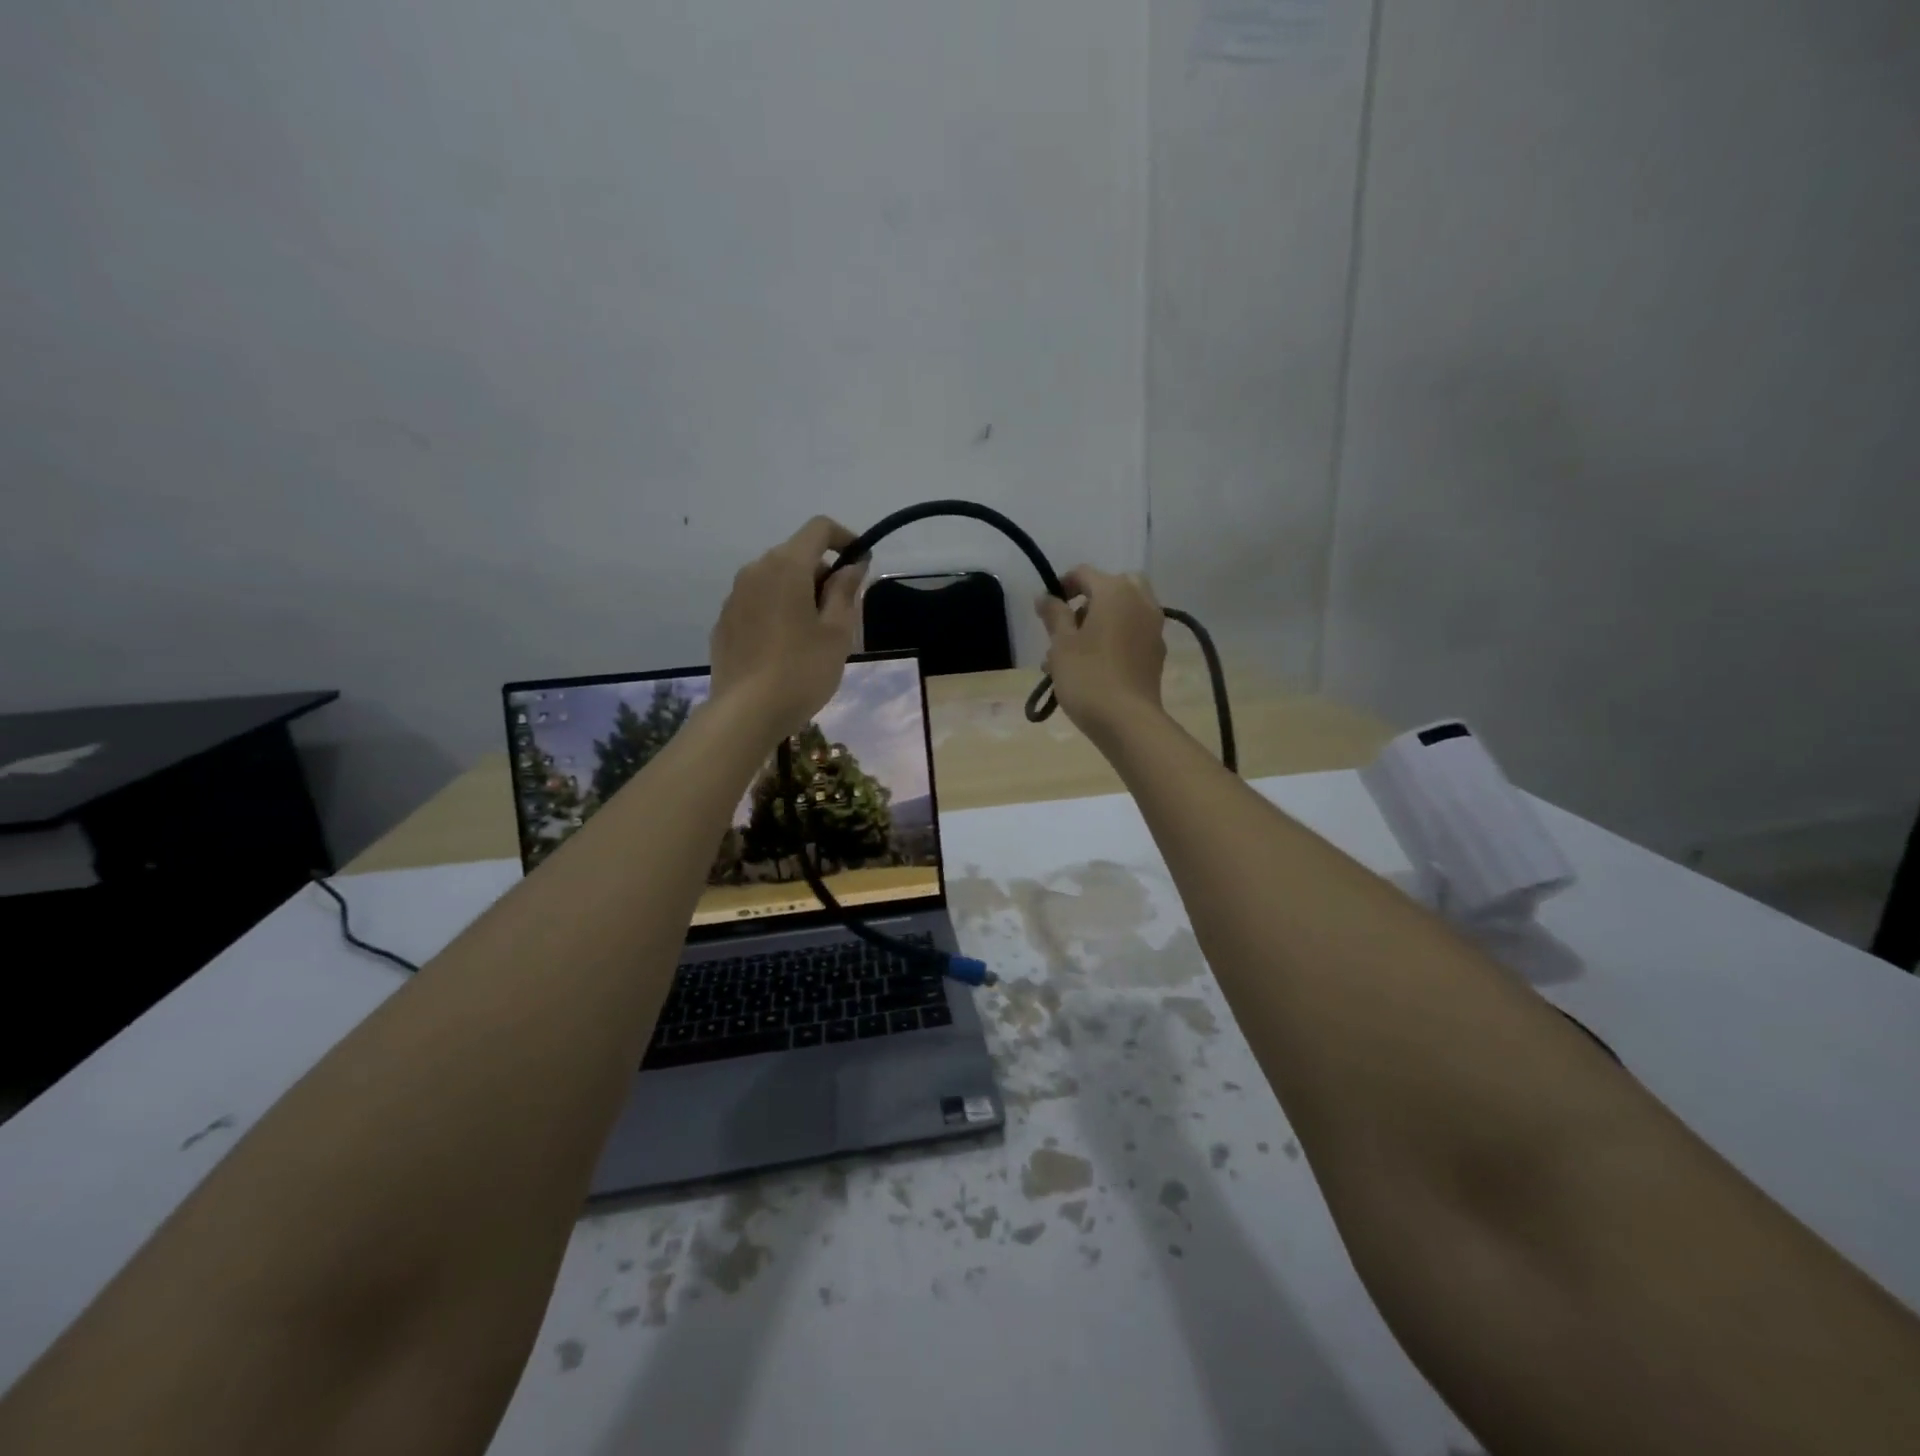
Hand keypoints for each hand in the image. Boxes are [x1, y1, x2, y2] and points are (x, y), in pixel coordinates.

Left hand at [710, 517, 867, 739]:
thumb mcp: (837, 633)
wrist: (745, 713)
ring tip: (814, 635)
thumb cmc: (802, 671)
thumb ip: (846, 591)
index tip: (861, 563)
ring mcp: (734, 596)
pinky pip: (758, 603)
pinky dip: (777, 611)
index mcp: (787, 567)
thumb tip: (853, 564)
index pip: (818, 529)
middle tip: (843, 613)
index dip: (845, 538)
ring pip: (775, 580)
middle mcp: (755, 571)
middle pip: (796, 555)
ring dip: (800, 593)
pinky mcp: (724, 622)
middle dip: (823, 573)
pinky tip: (786, 648)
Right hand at [1036, 566, 1167, 741]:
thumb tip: (1046, 596)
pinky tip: (1092, 666)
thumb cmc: (1087, 677)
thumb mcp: (1061, 644)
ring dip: (1098, 622)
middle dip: (1088, 601)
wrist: (1127, 721)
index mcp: (1116, 592)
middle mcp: (1141, 602)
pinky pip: (1132, 633)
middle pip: (1113, 587)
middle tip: (1068, 625)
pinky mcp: (1156, 653)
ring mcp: (1153, 628)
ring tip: (1070, 654)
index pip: (1084, 573)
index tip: (1046, 608)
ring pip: (1123, 612)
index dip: (1062, 585)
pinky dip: (1114, 639)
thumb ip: (1053, 614)